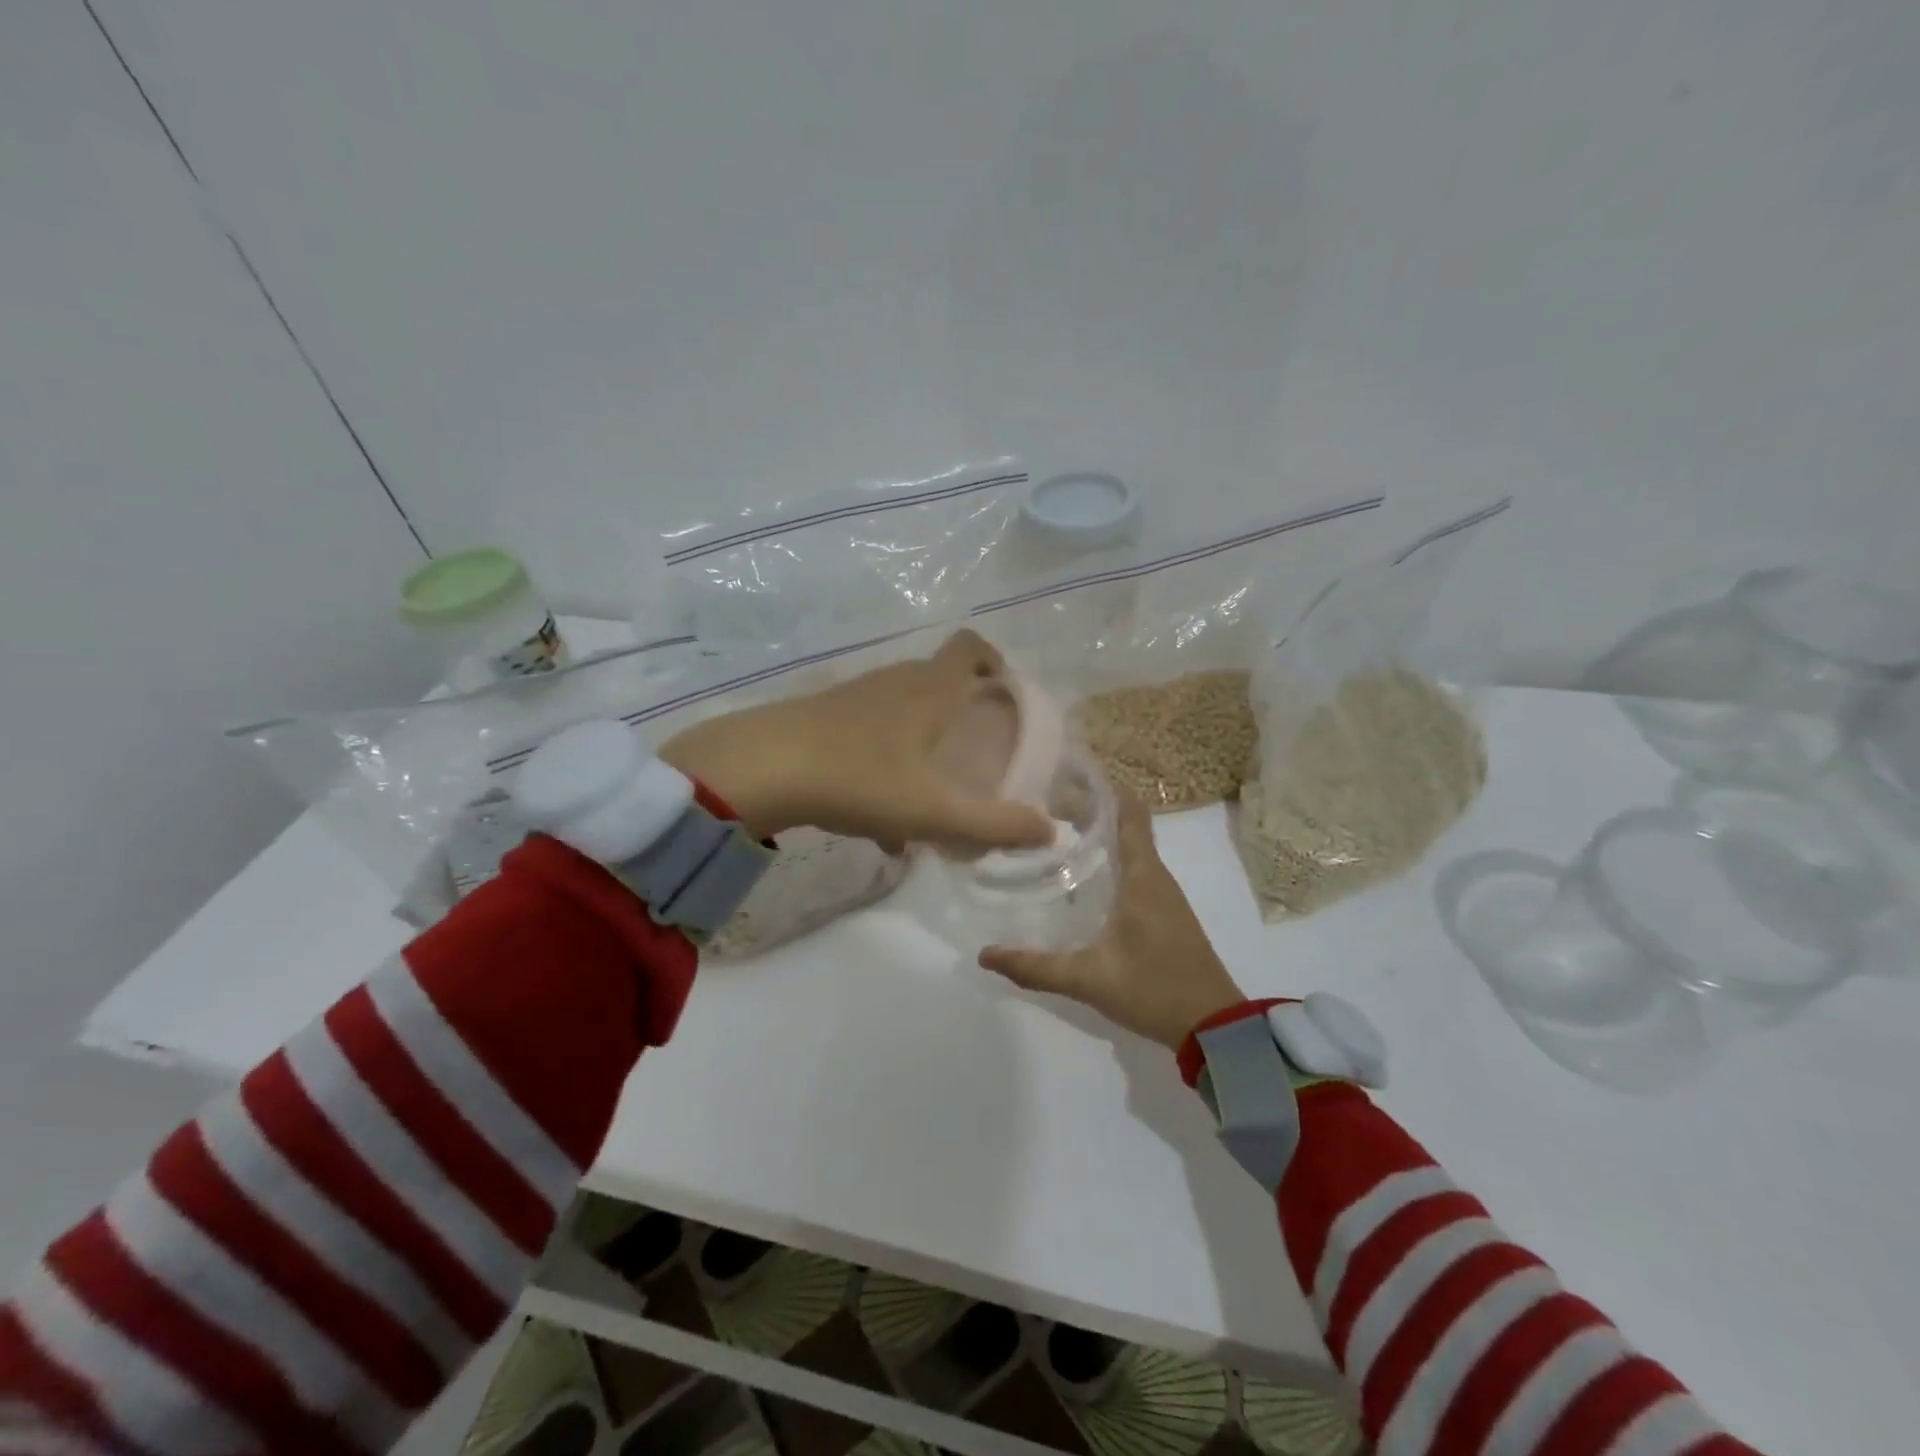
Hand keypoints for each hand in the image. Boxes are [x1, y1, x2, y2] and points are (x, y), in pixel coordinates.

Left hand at [659, 629, 1053, 854]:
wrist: (761, 769)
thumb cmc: (860, 779)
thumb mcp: (934, 811)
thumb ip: (995, 824)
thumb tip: (1050, 831)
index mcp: (930, 690)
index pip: (971, 647)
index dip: (995, 660)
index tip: (1006, 694)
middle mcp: (895, 682)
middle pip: (939, 679)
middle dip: (962, 710)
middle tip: (977, 752)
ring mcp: (855, 697)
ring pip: (903, 711)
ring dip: (924, 741)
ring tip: (932, 792)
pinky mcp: (824, 717)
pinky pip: (870, 735)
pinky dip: (887, 763)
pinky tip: (880, 821)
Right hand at [979, 794, 1246, 1047]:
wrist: (1215, 1027)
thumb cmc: (1155, 989)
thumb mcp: (1089, 978)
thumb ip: (1036, 967)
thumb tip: (984, 955)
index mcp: (1142, 876)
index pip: (1128, 812)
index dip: (1101, 787)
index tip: (1065, 775)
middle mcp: (1155, 876)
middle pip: (1124, 824)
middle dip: (1087, 809)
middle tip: (1042, 806)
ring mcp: (1163, 895)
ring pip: (1129, 848)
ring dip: (1097, 834)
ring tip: (1053, 832)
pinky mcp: (1164, 913)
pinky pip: (1134, 870)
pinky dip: (1108, 859)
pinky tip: (1080, 877)